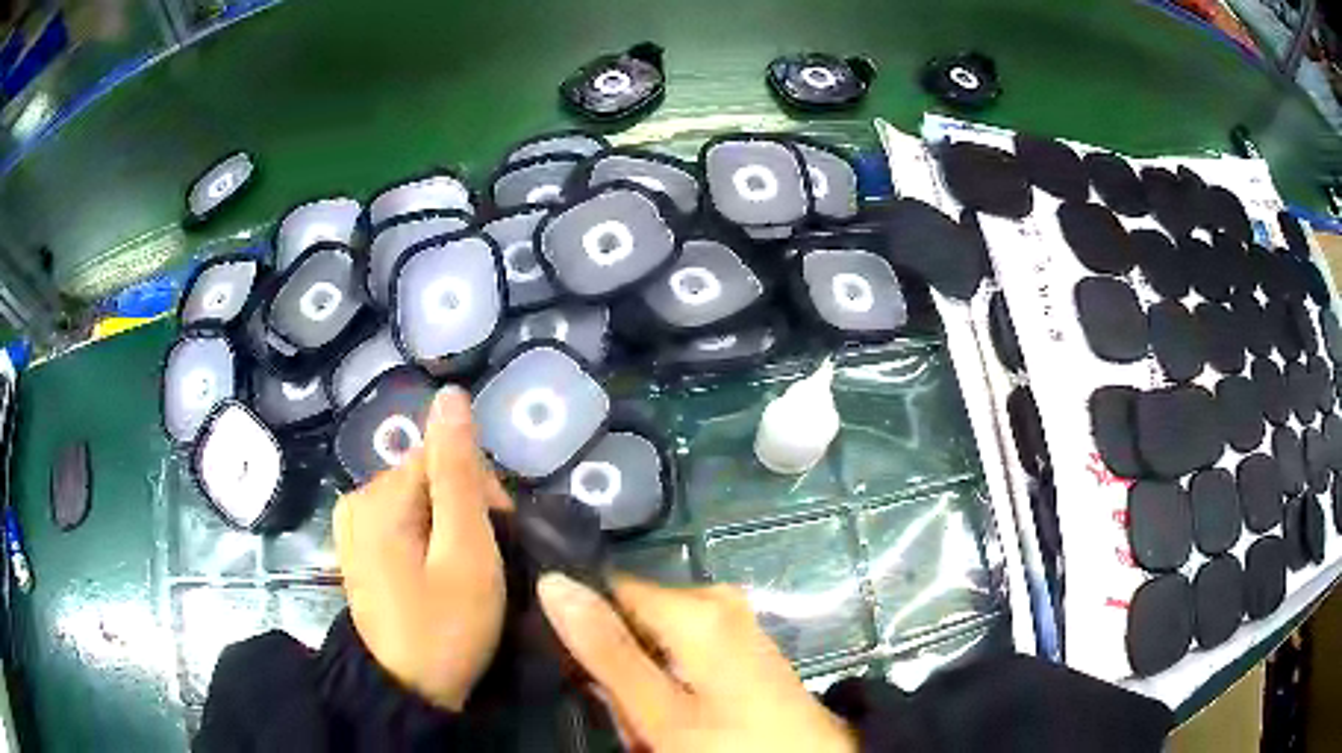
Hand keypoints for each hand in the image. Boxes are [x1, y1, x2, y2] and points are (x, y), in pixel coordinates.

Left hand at [334, 386, 512, 709]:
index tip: (497, 542)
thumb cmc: (444, 627)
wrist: (405, 692)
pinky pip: (400, 519)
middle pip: (428, 474)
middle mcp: (357, 497)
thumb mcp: (465, 552)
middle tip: (480, 566)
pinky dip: (425, 538)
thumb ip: (458, 472)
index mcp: (379, 495)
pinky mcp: (356, 547)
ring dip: (447, 525)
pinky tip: (431, 572)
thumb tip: (451, 394)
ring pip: (418, 498)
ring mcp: (352, 524)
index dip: (481, 492)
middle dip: (464, 509)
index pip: (444, 455)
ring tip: (459, 573)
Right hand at [537, 573, 855, 751]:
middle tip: (639, 722)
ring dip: (647, 691)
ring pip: (655, 647)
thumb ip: (605, 650)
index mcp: (695, 605)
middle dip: (624, 674)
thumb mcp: (659, 711)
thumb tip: (552, 581)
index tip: (590, 680)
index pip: (608, 591)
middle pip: (633, 623)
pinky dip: (674, 692)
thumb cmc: (733, 743)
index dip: (589, 633)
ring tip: (663, 731)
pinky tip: (685, 725)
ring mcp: (734, 623)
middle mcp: (715, 599)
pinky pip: (684, 658)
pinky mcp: (742, 646)